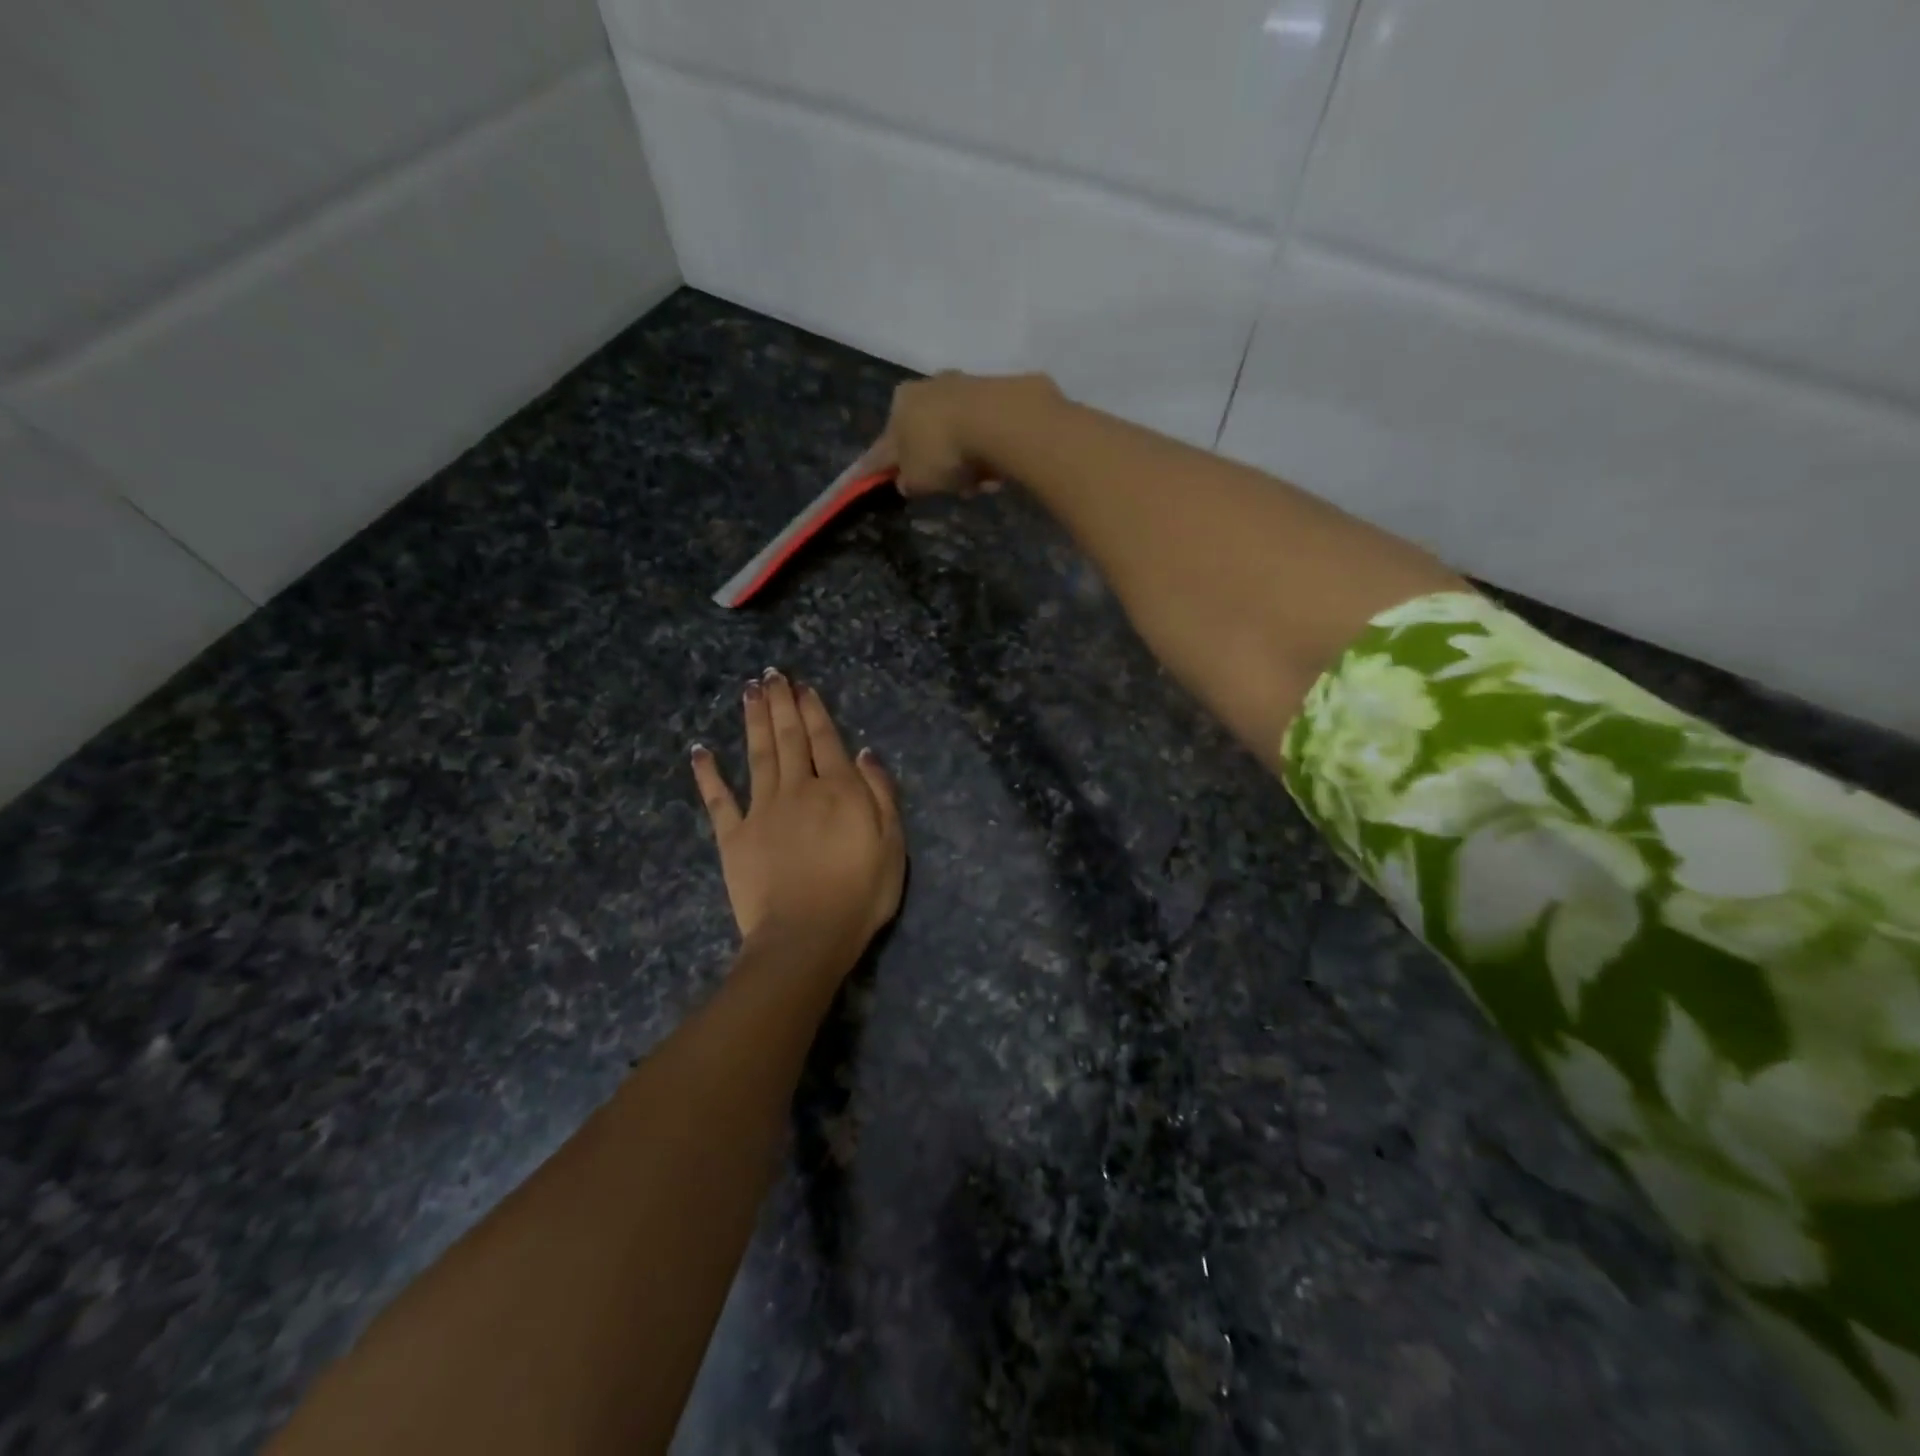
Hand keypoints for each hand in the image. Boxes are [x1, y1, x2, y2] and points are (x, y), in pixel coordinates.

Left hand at [690, 671, 904, 969]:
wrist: (806, 937)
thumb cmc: (860, 894)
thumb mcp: (892, 843)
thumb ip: (880, 794)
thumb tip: (864, 753)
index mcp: (838, 789)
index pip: (824, 739)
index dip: (813, 710)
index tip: (801, 686)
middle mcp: (797, 789)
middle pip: (788, 738)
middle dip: (780, 704)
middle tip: (770, 674)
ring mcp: (762, 810)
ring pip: (756, 755)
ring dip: (752, 721)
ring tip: (748, 692)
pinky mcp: (734, 836)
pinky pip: (718, 799)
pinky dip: (708, 773)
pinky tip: (699, 750)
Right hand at [859, 371, 1061, 497]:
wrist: (998, 420)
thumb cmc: (943, 450)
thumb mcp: (916, 479)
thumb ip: (906, 482)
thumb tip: (904, 481)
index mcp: (899, 403)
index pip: (884, 444)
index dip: (880, 466)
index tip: (877, 479)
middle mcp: (928, 387)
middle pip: (926, 438)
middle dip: (936, 466)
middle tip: (947, 488)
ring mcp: (963, 387)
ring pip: (958, 438)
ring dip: (965, 464)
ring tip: (978, 484)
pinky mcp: (996, 394)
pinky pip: (984, 435)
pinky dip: (986, 454)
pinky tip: (996, 471)